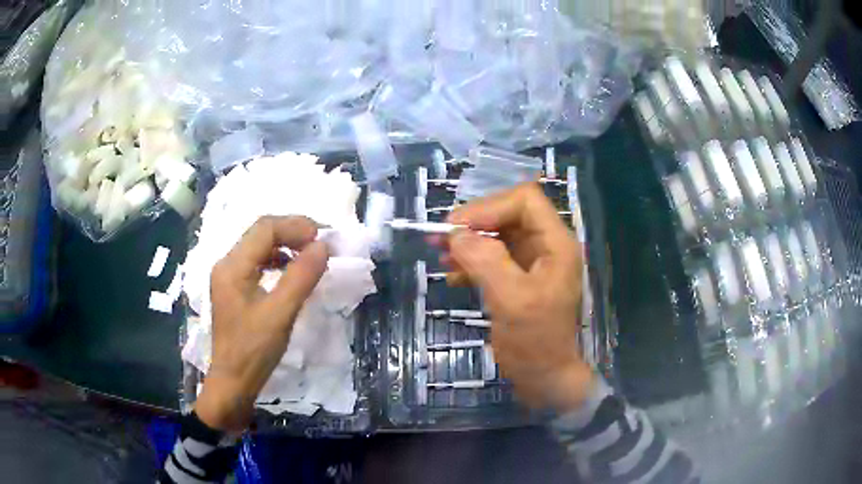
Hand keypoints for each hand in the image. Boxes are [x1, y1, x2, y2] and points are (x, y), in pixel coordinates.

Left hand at [194, 216, 329, 433]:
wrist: (233, 383)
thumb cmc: (253, 351)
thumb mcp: (280, 314)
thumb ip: (301, 277)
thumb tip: (323, 246)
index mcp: (232, 266)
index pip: (265, 229)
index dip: (296, 226)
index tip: (324, 238)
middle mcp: (227, 264)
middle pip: (261, 233)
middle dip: (292, 232)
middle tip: (321, 243)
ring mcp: (229, 276)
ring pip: (259, 246)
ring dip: (286, 244)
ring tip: (310, 254)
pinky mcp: (235, 289)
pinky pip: (258, 262)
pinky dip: (278, 260)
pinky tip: (292, 272)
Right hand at [444, 184, 595, 411]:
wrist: (545, 379)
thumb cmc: (535, 342)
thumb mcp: (511, 300)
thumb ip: (485, 261)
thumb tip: (456, 235)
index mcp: (556, 244)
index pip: (525, 201)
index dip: (489, 207)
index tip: (456, 227)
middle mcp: (547, 246)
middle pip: (508, 215)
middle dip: (474, 224)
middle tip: (440, 238)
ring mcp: (533, 263)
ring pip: (497, 236)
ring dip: (469, 242)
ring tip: (440, 255)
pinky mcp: (519, 279)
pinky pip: (493, 258)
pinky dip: (471, 262)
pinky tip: (453, 276)